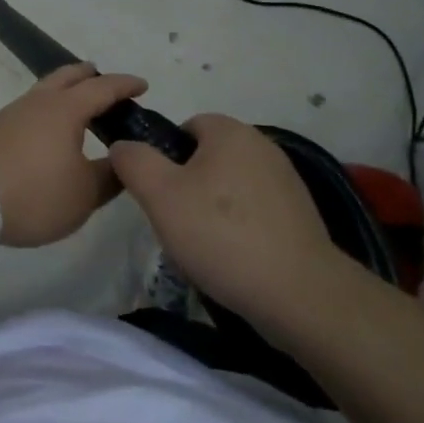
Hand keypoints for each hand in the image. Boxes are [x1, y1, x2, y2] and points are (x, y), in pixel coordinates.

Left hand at [0, 63, 146, 246]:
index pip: (102, 87)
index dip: (125, 85)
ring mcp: (14, 112)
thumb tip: (124, 160)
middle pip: (69, 76)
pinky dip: (49, 108)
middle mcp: (40, 101)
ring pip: (47, 89)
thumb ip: (110, 176)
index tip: (143, 85)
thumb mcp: (84, 194)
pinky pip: (32, 106)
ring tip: (80, 109)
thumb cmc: (35, 193)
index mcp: (66, 108)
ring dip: (67, 91)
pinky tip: (50, 131)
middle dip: (91, 76)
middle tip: (108, 86)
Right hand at [111, 113, 339, 333]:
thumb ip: (134, 161)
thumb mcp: (160, 196)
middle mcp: (262, 145)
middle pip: (208, 158)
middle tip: (178, 224)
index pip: (185, 127)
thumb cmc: (222, 235)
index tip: (160, 195)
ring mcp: (286, 180)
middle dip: (188, 187)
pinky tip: (235, 260)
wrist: (300, 295)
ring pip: (231, 186)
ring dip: (214, 210)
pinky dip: (241, 229)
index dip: (165, 158)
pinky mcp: (301, 215)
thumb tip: (123, 145)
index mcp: (230, 131)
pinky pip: (256, 211)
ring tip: (206, 248)